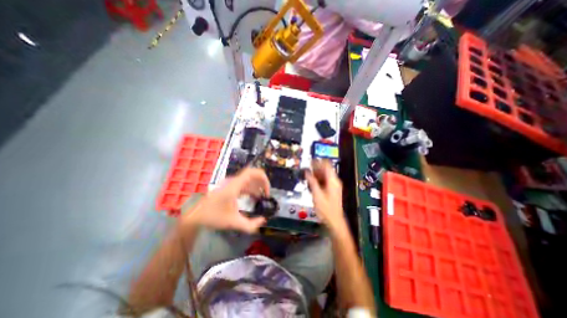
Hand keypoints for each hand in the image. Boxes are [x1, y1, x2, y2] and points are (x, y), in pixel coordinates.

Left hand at [182, 169, 269, 232]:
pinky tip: (254, 197)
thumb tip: (263, 221)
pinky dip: (251, 189)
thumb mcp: (233, 222)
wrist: (196, 216)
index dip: (263, 179)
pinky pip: (244, 184)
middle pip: (252, 174)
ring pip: (248, 179)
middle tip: (267, 193)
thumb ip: (250, 224)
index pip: (252, 173)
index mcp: (234, 185)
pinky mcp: (229, 187)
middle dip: (262, 182)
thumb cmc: (213, 217)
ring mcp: (230, 183)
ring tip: (263, 196)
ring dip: (257, 186)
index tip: (267, 191)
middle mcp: (233, 181)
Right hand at [306, 162, 344, 230]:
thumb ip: (312, 182)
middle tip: (307, 168)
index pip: (327, 165)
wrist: (334, 221)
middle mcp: (335, 182)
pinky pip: (325, 181)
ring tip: (308, 175)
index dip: (318, 161)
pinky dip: (318, 180)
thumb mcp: (317, 194)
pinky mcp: (332, 190)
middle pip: (326, 170)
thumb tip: (307, 172)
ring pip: (325, 175)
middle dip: (316, 168)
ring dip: (316, 174)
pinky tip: (312, 182)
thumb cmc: (326, 209)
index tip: (310, 161)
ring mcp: (334, 186)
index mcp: (333, 181)